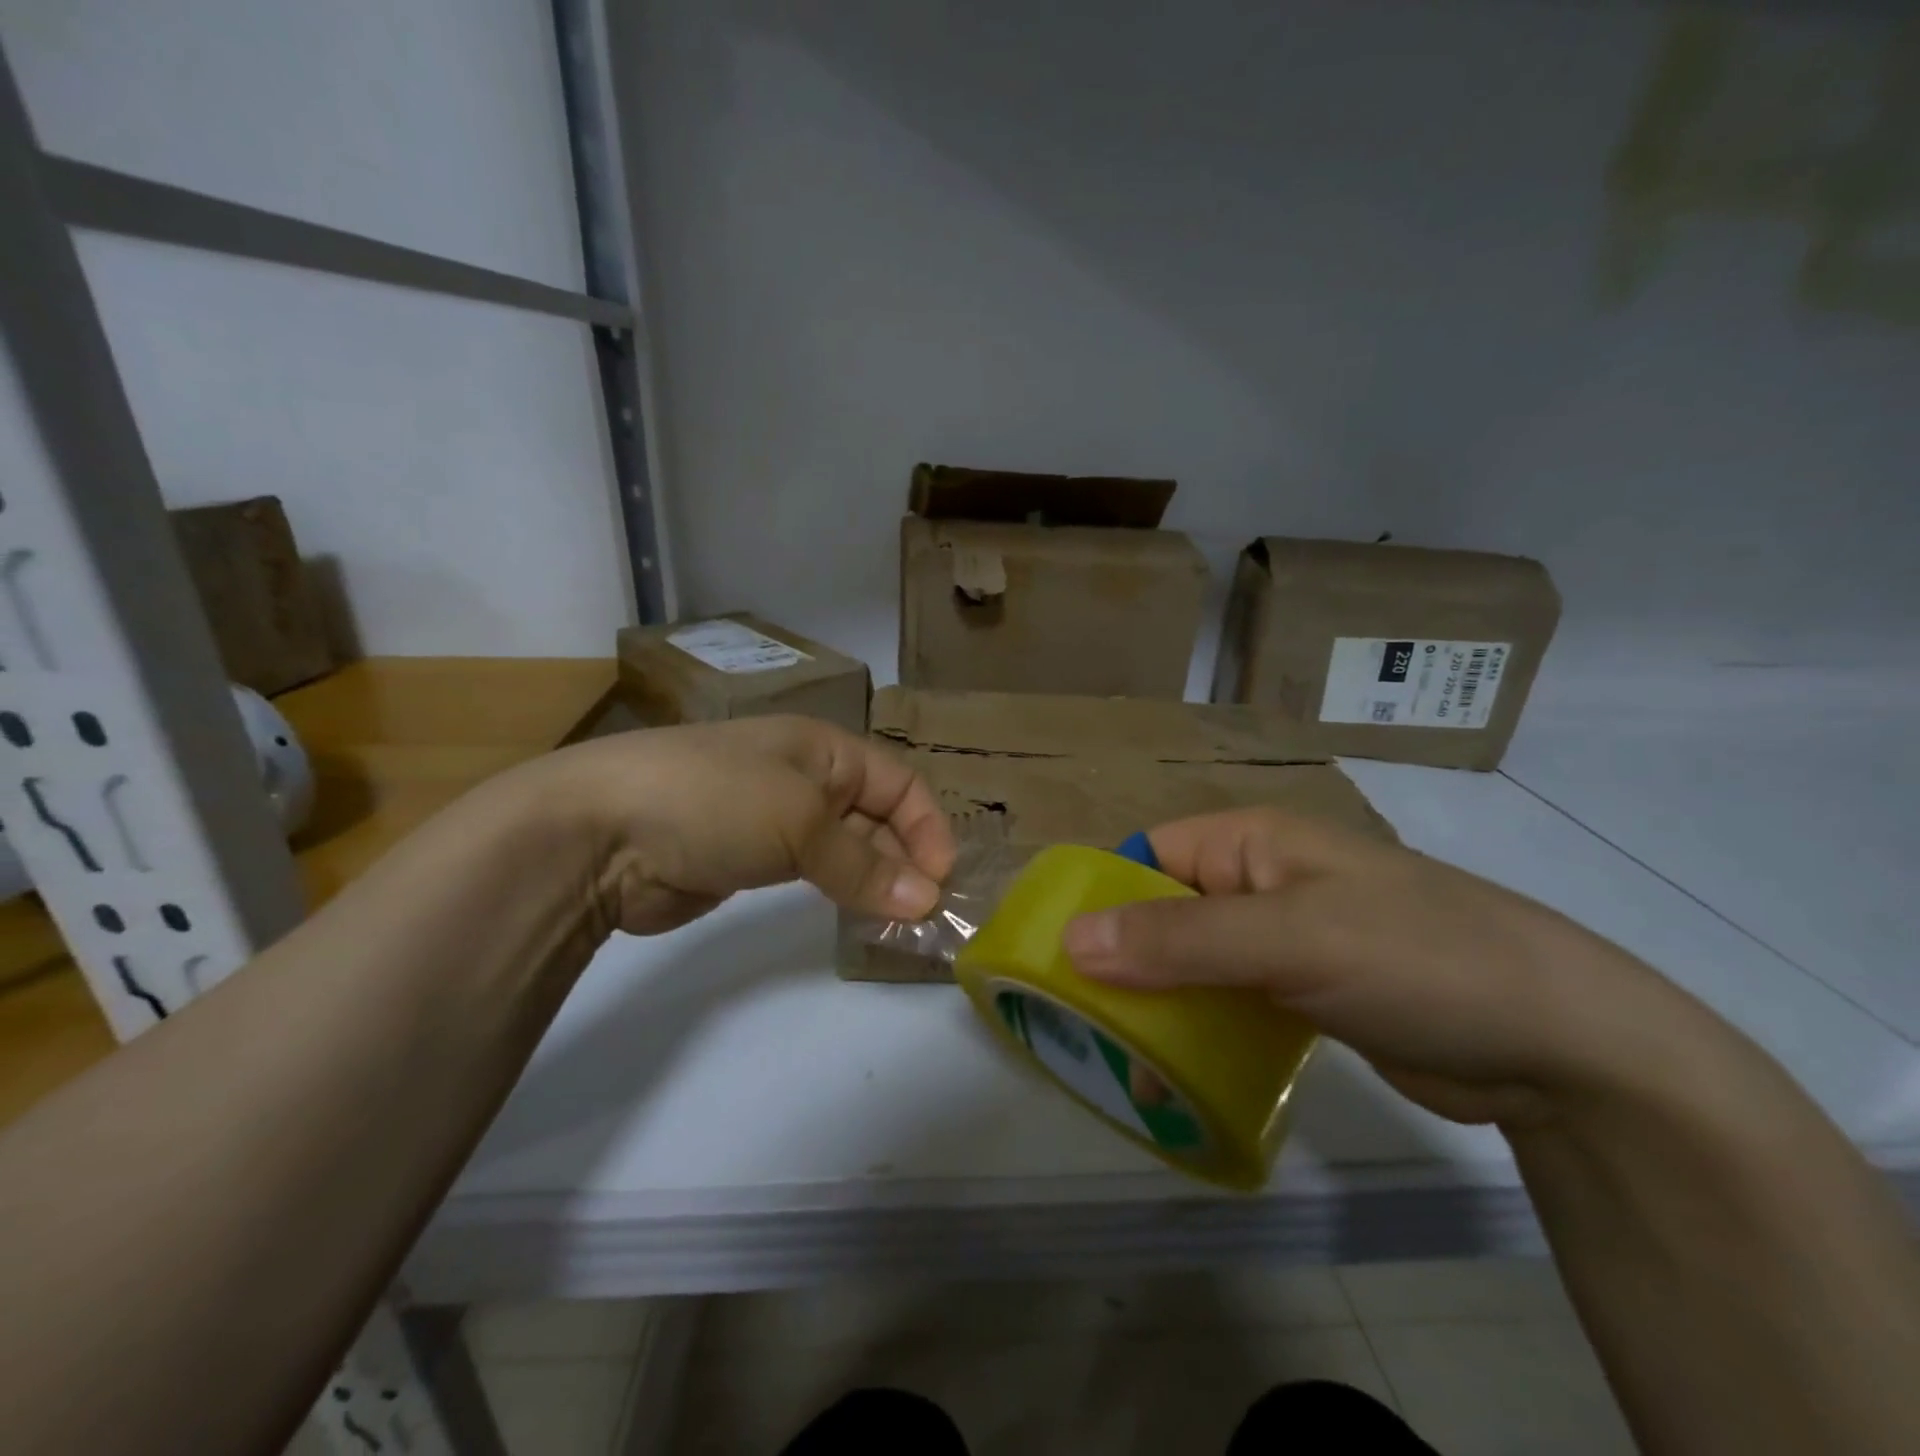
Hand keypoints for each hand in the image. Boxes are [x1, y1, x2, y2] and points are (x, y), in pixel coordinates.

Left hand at [524, 715, 955, 936]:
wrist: (600, 831)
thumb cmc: (715, 800)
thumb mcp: (799, 822)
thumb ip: (864, 865)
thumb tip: (926, 902)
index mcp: (822, 748)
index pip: (898, 782)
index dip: (926, 826)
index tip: (940, 880)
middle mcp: (804, 777)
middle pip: (876, 816)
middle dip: (905, 859)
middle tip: (924, 915)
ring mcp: (773, 819)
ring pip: (844, 848)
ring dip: (875, 880)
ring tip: (897, 924)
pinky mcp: (747, 859)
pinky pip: (811, 873)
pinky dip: (838, 893)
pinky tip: (854, 919)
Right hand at [1061, 808, 1704, 1128]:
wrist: (1563, 1046)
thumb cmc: (1418, 957)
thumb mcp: (1291, 939)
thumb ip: (1179, 938)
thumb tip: (1070, 940)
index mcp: (1250, 843)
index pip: (1147, 855)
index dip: (1101, 897)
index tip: (1056, 956)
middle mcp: (1259, 882)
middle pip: (1163, 912)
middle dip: (1122, 960)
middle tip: (1080, 1021)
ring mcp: (1283, 940)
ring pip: (1192, 961)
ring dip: (1157, 1002)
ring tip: (1118, 1058)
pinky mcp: (1303, 993)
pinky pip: (1227, 1000)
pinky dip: (1198, 1027)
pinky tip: (1175, 1071)